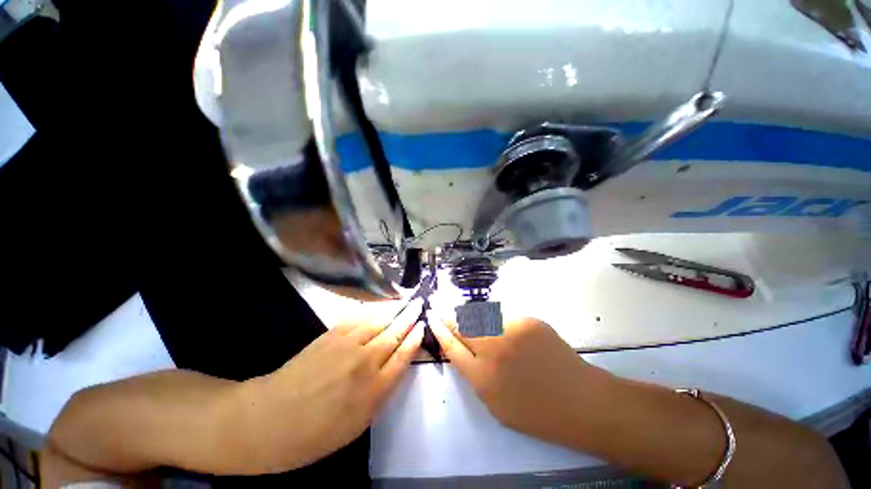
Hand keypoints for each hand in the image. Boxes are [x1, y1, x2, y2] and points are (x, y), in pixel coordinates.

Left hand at [236, 299, 424, 472]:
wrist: (269, 419)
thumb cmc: (314, 434)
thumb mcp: (356, 426)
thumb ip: (380, 395)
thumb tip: (394, 369)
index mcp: (374, 389)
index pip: (403, 356)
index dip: (415, 339)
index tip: (422, 326)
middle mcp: (365, 361)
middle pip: (394, 333)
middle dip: (410, 318)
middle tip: (419, 304)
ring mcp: (347, 345)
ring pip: (378, 322)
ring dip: (394, 311)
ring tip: (405, 302)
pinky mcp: (331, 335)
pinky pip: (358, 318)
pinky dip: (372, 311)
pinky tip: (379, 308)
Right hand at [430, 316, 599, 444]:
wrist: (580, 401)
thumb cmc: (536, 412)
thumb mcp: (495, 405)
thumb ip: (475, 375)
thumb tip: (462, 350)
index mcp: (482, 377)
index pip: (452, 345)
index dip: (439, 329)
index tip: (432, 317)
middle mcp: (493, 349)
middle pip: (462, 325)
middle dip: (448, 316)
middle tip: (440, 308)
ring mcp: (511, 331)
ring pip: (479, 315)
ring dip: (468, 314)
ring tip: (463, 313)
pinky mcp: (527, 320)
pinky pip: (501, 315)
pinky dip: (492, 316)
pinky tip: (491, 319)